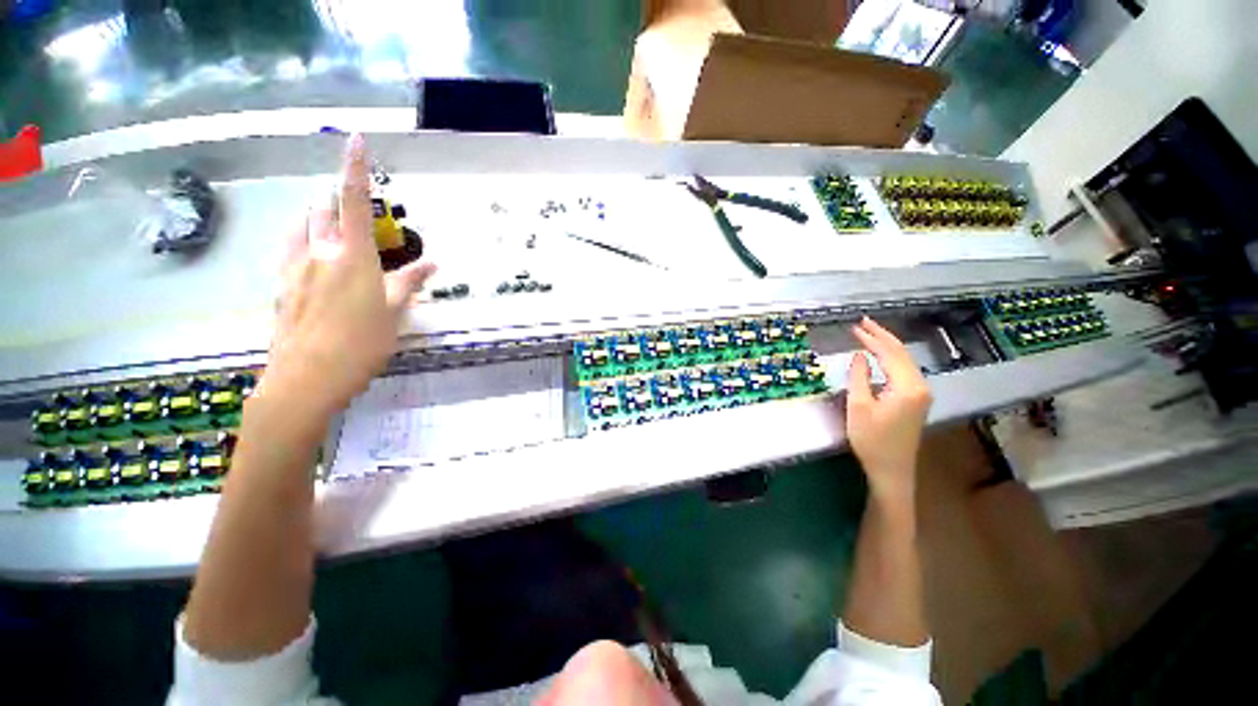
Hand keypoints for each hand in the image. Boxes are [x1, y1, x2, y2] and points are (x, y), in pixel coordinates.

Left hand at [260, 134, 435, 416]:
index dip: (355, 168)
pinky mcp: (281, 286)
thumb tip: (432, 263)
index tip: (356, 139)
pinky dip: (302, 243)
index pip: (353, 201)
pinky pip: (290, 251)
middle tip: (351, 207)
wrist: (306, 378)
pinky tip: (310, 257)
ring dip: (316, 219)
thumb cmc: (361, 344)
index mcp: (353, 257)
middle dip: (335, 200)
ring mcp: (295, 269)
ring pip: (302, 229)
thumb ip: (410, 283)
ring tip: (328, 224)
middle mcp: (319, 253)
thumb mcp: (395, 314)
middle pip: (323, 211)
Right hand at [846, 317, 931, 500]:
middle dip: (882, 336)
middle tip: (863, 323)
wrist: (891, 469)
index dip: (871, 338)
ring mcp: (921, 394)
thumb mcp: (858, 406)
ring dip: (886, 347)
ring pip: (904, 362)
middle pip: (901, 353)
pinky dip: (890, 360)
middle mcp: (920, 386)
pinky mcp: (916, 401)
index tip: (854, 327)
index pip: (889, 353)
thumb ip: (859, 376)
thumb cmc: (871, 440)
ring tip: (868, 334)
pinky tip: (879, 357)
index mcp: (907, 386)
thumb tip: (860, 355)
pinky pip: (904, 372)